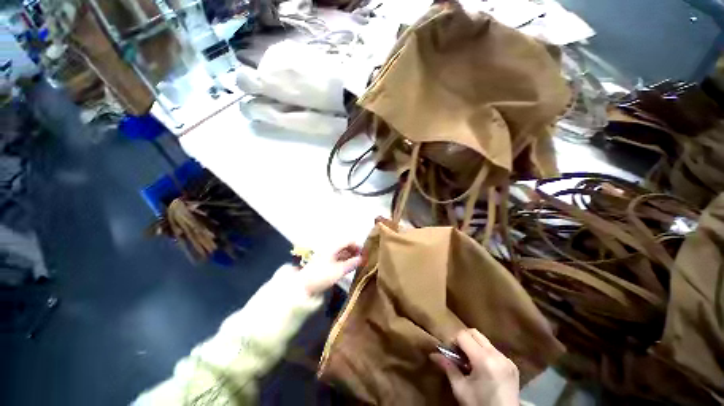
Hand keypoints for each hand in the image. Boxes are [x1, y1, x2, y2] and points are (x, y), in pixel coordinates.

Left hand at [298, 243, 362, 295]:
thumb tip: (361, 259)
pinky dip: (344, 260)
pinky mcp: (324, 262)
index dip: (357, 245)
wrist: (303, 286)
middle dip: (354, 251)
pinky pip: (337, 258)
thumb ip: (351, 264)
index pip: (348, 241)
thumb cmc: (321, 276)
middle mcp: (329, 249)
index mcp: (332, 247)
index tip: (365, 253)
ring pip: (341, 252)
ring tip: (357, 263)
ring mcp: (326, 255)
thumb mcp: (338, 271)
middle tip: (362, 259)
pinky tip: (348, 266)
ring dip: (349, 256)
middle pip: (344, 246)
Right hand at [431, 329, 519, 405]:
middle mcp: (497, 355)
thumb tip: (432, 354)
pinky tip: (482, 368)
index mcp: (484, 360)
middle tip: (458, 354)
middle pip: (474, 333)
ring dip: (474, 345)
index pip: (463, 335)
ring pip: (484, 340)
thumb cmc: (479, 405)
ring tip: (469, 362)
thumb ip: (448, 367)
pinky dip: (484, 353)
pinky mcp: (512, 365)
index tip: (450, 353)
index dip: (453, 341)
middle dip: (463, 339)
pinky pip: (493, 350)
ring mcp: (507, 359)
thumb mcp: (460, 389)